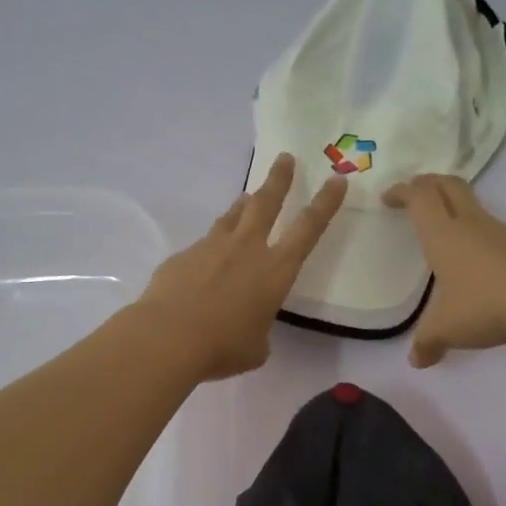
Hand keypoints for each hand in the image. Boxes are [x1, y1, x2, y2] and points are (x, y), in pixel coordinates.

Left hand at [135, 153, 346, 380]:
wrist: (168, 337)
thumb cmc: (223, 346)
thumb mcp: (256, 347)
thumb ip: (258, 328)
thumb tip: (246, 324)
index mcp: (276, 271)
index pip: (308, 229)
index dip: (325, 204)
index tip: (337, 180)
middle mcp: (247, 249)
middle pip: (267, 202)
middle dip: (279, 179)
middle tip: (285, 158)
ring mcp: (212, 247)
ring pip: (233, 216)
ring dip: (244, 205)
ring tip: (248, 198)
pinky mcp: (184, 255)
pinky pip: (204, 245)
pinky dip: (211, 247)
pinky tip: (205, 262)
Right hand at [384, 174, 505, 368]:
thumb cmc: (483, 306)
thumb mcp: (446, 329)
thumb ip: (427, 343)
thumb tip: (418, 362)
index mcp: (443, 235)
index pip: (419, 198)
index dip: (402, 192)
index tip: (388, 197)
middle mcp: (471, 224)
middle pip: (448, 185)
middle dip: (428, 183)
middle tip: (414, 191)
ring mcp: (500, 233)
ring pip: (473, 205)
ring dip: (454, 205)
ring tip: (443, 225)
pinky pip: (490, 228)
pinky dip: (474, 230)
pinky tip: (473, 256)